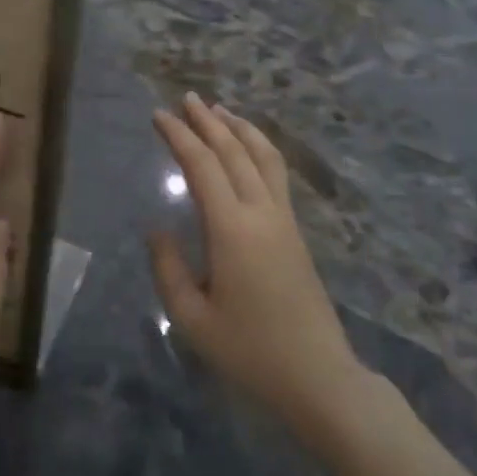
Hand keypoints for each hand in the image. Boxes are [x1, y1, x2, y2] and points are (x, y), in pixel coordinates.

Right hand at [148, 94, 363, 441]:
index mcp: (232, 230)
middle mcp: (262, 214)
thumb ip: (169, 269)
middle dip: (208, 121)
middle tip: (186, 99)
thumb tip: (158, 230)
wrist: (318, 376)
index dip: (179, 137)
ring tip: (219, 110)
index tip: (158, 115)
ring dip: (240, 129)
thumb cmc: (249, 352)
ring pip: (264, 158)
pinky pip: (276, 175)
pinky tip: (248, 151)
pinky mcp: (295, 233)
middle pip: (235, 152)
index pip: (202, 166)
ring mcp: (284, 221)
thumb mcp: (192, 319)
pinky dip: (259, 150)